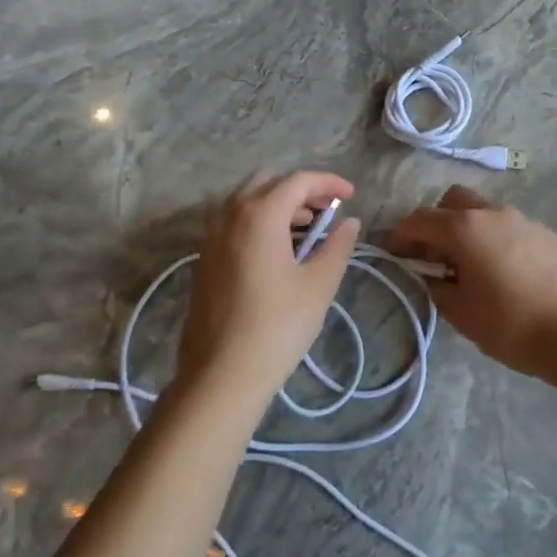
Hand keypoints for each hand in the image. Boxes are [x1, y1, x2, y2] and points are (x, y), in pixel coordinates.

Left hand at [178, 170, 361, 405]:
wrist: (221, 375)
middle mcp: (229, 216)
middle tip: (327, 209)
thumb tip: (349, 223)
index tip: (351, 196)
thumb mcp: (319, 284)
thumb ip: (337, 246)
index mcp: (259, 215)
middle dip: (300, 189)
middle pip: (267, 182)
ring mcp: (211, 238)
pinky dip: (259, 221)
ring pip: (247, 201)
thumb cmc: (277, 326)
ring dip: (279, 205)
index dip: (329, 183)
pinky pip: (234, 223)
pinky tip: (279, 250)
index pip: (298, 181)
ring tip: (308, 229)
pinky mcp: (204, 260)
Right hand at [388, 185, 556, 375]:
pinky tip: (510, 272)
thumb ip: (438, 287)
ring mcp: (527, 221)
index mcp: (466, 228)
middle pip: (456, 200)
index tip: (395, 251)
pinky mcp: (551, 235)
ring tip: (475, 263)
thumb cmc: (508, 324)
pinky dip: (502, 242)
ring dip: (473, 229)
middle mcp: (495, 214)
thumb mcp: (460, 312)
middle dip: (439, 219)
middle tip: (436, 252)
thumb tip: (434, 277)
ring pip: (489, 212)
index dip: (402, 234)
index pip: (422, 220)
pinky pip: (516, 229)